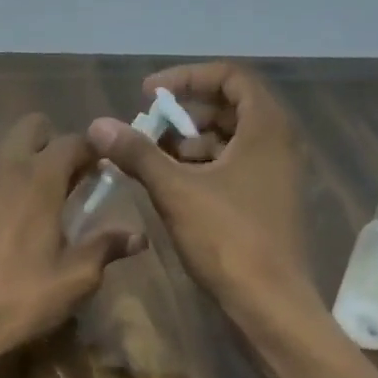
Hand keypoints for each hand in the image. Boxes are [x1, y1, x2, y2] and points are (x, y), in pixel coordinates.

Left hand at [0, 114, 144, 373]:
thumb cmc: (18, 300)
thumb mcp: (73, 280)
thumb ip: (105, 248)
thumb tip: (138, 236)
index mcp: (38, 179)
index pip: (74, 141)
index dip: (96, 151)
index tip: (108, 173)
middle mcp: (5, 168)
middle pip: (33, 126)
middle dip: (56, 143)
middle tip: (72, 181)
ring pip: (7, 147)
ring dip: (29, 160)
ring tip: (46, 201)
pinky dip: (7, 180)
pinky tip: (15, 219)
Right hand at [87, 63, 308, 313]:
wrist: (269, 301)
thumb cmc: (228, 238)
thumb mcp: (176, 191)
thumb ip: (138, 153)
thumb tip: (98, 125)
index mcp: (266, 127)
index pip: (230, 76)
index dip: (186, 78)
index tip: (148, 95)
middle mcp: (279, 142)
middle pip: (229, 107)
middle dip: (183, 115)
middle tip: (146, 131)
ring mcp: (276, 173)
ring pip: (229, 140)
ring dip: (189, 143)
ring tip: (152, 163)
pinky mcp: (268, 200)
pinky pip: (234, 166)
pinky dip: (202, 168)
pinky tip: (172, 188)